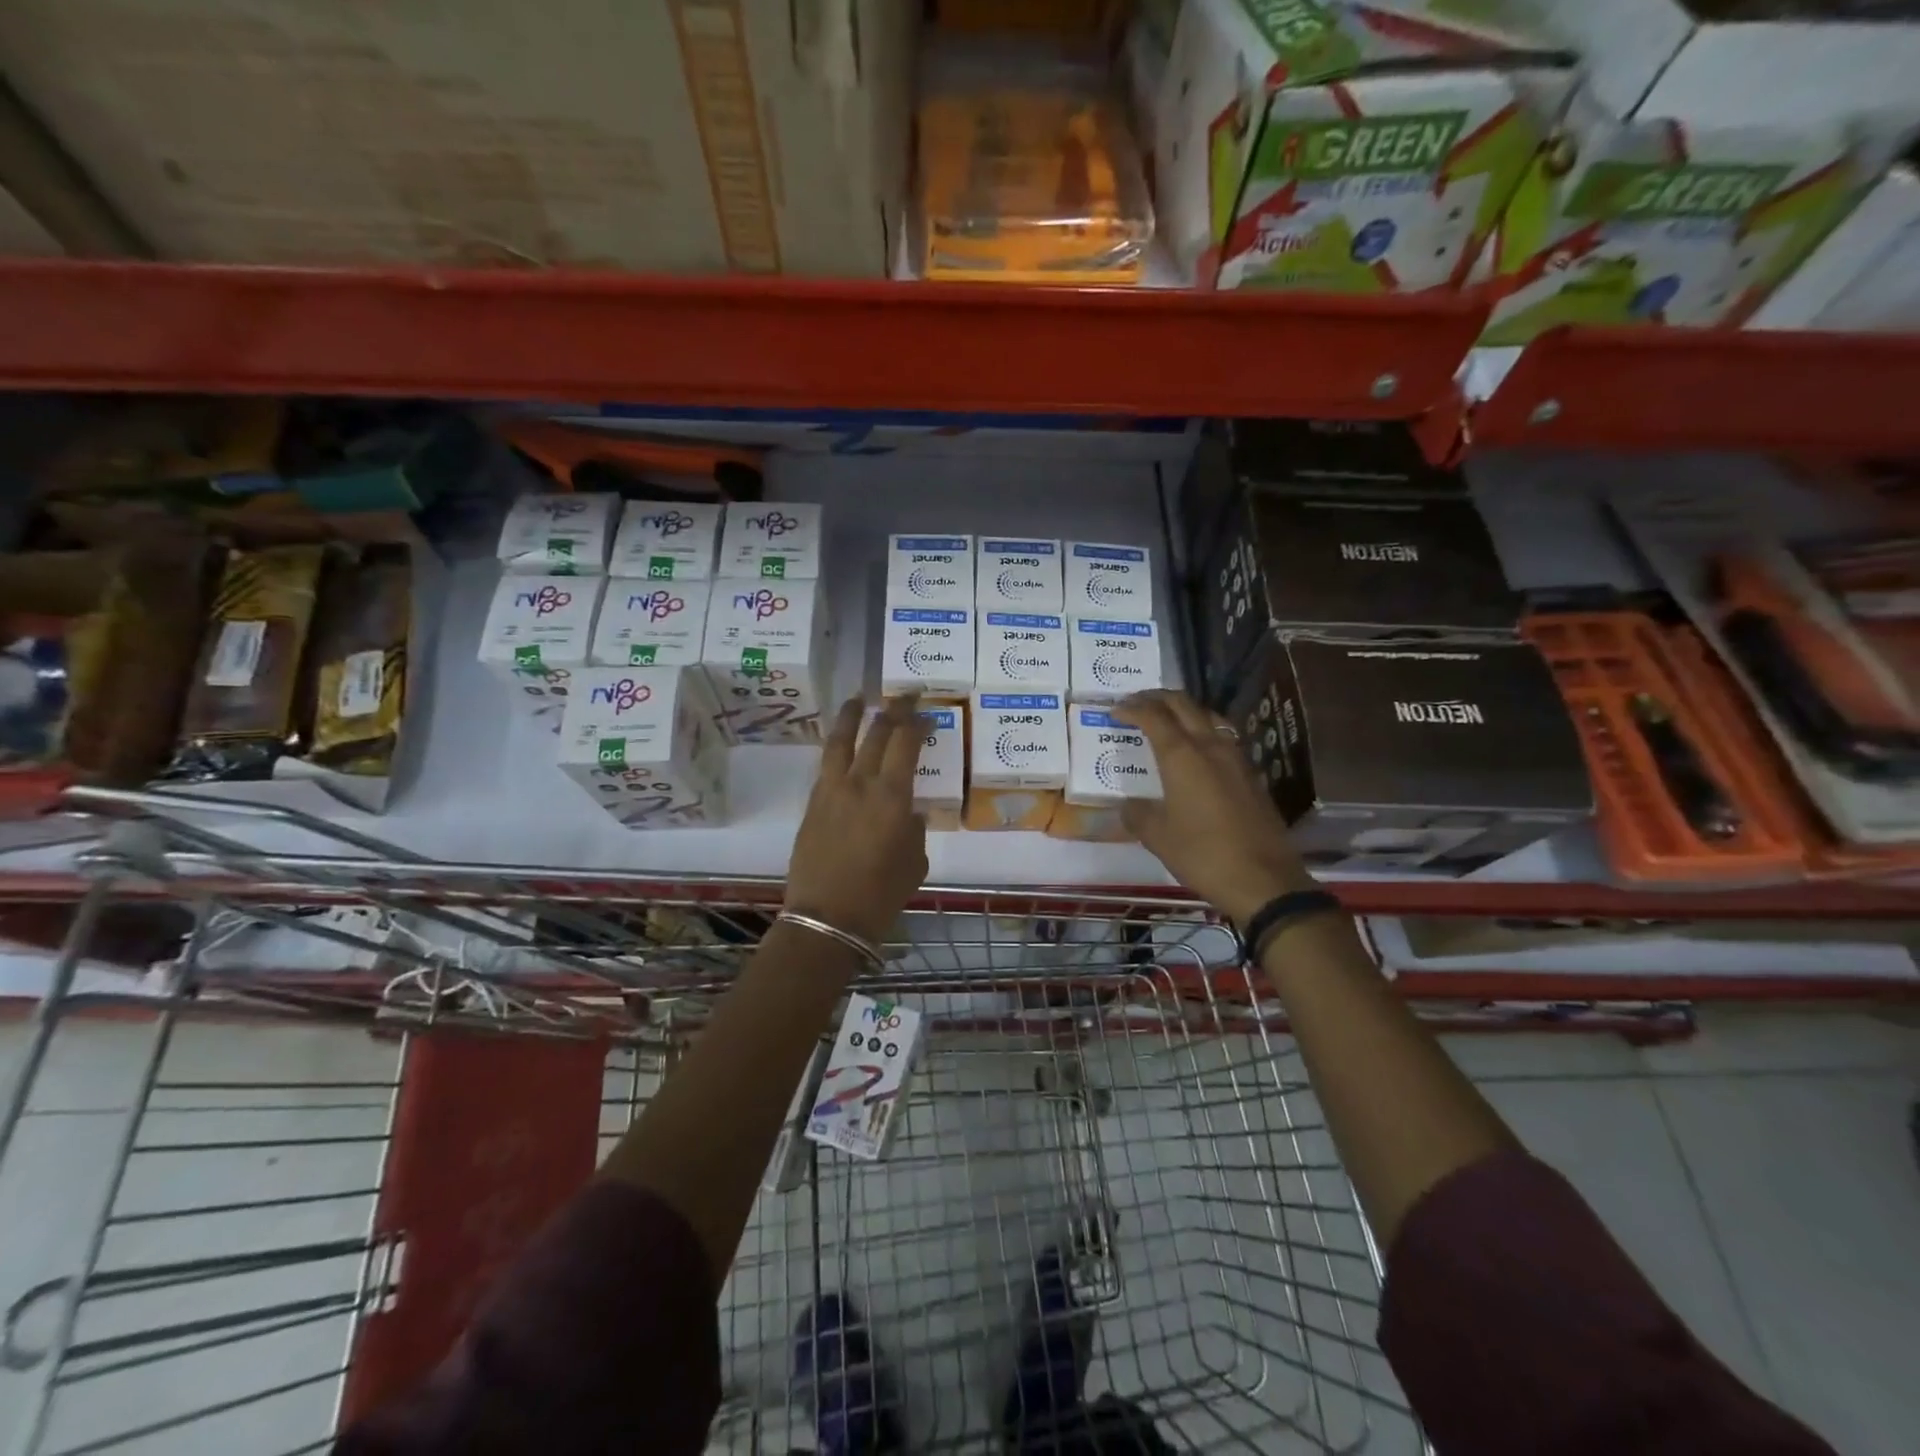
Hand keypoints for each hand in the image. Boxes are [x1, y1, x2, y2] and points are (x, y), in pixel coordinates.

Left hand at [785, 694, 929, 945]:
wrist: (827, 918)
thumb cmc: (881, 894)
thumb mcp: (914, 862)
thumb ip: (914, 830)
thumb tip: (908, 814)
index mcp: (892, 796)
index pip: (906, 743)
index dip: (917, 721)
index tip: (926, 710)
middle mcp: (859, 783)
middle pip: (876, 734)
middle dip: (892, 710)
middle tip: (903, 695)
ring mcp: (831, 791)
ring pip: (840, 742)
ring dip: (852, 716)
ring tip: (858, 699)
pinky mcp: (812, 805)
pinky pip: (826, 766)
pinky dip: (836, 748)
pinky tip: (841, 746)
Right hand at [1113, 690, 1314, 926]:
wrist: (1263, 880)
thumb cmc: (1202, 854)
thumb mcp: (1158, 837)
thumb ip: (1138, 814)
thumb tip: (1130, 805)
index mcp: (1182, 756)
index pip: (1154, 717)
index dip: (1132, 709)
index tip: (1115, 710)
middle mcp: (1210, 747)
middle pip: (1184, 705)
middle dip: (1158, 698)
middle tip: (1137, 702)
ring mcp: (1236, 759)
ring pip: (1208, 716)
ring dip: (1184, 710)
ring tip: (1167, 718)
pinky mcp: (1251, 775)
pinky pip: (1223, 737)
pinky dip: (1203, 730)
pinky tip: (1197, 750)